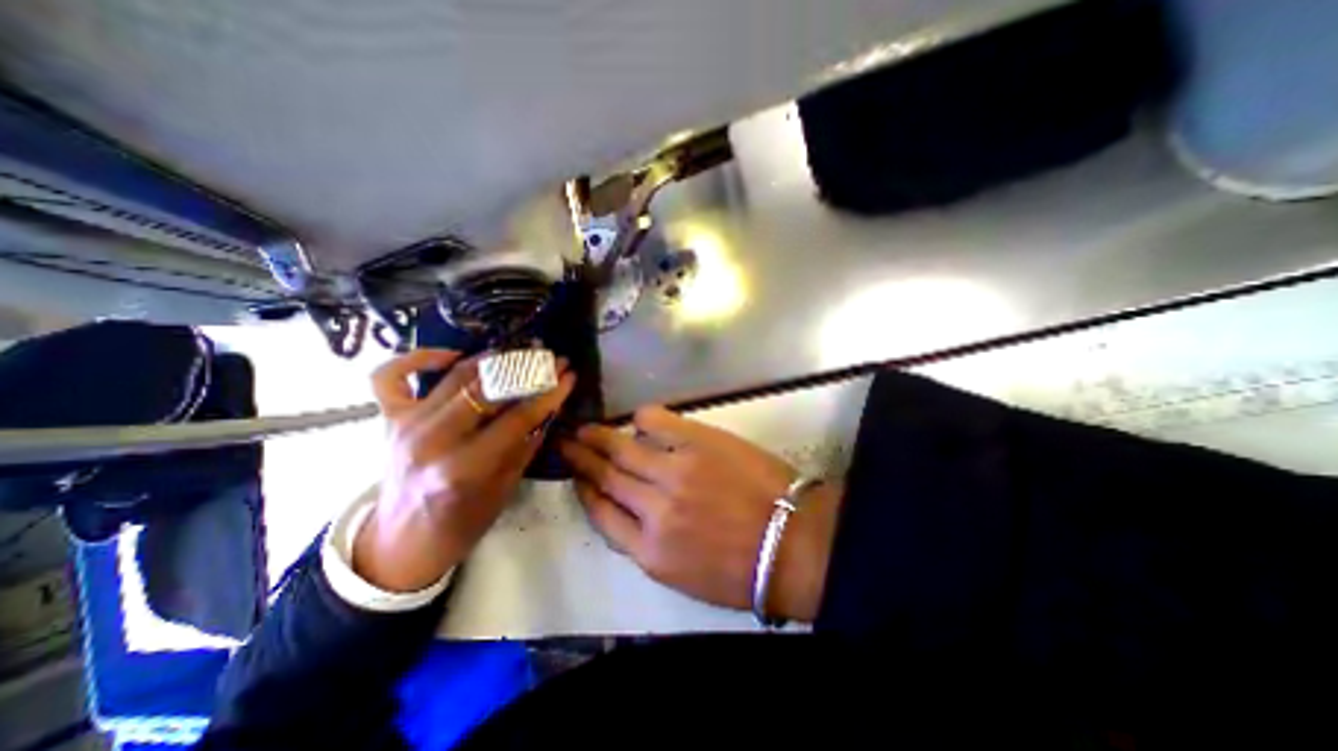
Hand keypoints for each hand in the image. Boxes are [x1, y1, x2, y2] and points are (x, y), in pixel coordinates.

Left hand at [354, 350, 574, 593]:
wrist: (400, 544)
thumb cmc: (460, 524)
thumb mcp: (504, 489)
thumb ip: (526, 444)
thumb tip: (549, 408)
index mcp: (463, 468)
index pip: (518, 418)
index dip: (549, 393)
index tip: (570, 375)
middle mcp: (431, 439)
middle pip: (488, 388)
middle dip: (527, 369)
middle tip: (551, 359)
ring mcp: (405, 424)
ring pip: (455, 376)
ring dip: (494, 359)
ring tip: (522, 353)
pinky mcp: (388, 418)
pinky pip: (391, 375)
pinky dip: (420, 357)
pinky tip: (452, 356)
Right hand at [560, 406, 838, 622]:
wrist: (793, 543)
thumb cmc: (741, 568)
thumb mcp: (683, 574)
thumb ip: (648, 544)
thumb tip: (627, 509)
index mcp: (649, 550)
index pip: (601, 515)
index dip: (584, 492)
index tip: (576, 477)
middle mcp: (653, 508)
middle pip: (606, 477)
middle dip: (581, 458)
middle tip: (566, 442)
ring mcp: (675, 470)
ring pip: (623, 448)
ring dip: (599, 437)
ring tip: (585, 428)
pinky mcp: (698, 442)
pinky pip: (658, 421)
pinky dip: (642, 417)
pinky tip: (636, 418)